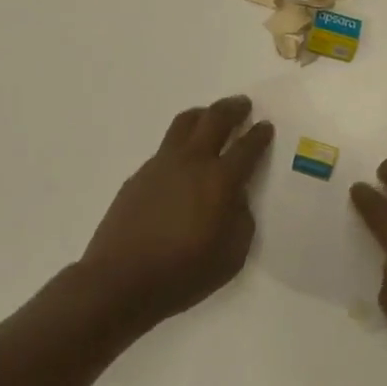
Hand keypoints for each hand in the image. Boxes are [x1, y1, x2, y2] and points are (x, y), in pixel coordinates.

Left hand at [79, 96, 274, 327]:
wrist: (120, 280)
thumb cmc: (183, 273)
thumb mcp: (232, 255)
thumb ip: (241, 219)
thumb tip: (236, 198)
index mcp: (220, 180)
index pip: (247, 146)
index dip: (259, 135)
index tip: (266, 126)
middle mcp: (192, 162)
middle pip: (215, 119)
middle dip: (233, 108)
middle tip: (243, 105)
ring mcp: (161, 165)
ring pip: (185, 123)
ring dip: (203, 114)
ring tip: (210, 116)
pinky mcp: (139, 175)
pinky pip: (166, 147)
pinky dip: (182, 141)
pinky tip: (184, 160)